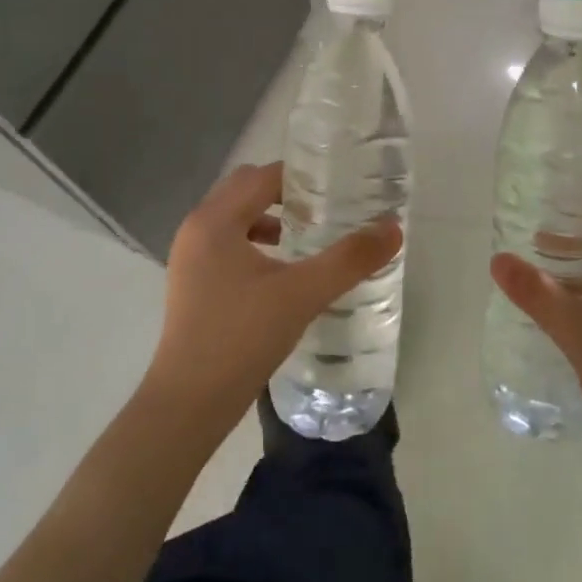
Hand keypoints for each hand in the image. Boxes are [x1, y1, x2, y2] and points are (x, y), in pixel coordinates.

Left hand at [146, 162, 401, 427]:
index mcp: (215, 219)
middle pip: (245, 189)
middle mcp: (196, 228)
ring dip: (268, 218)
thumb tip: (393, 228)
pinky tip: (280, 272)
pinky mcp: (190, 282)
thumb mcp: (302, 294)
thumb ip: (349, 259)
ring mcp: (188, 256)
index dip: (301, 178)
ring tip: (306, 238)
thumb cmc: (241, 338)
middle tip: (324, 209)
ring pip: (233, 217)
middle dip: (284, 194)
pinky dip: (253, 242)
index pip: (263, 177)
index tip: (336, 188)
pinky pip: (225, 242)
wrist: (188, 405)